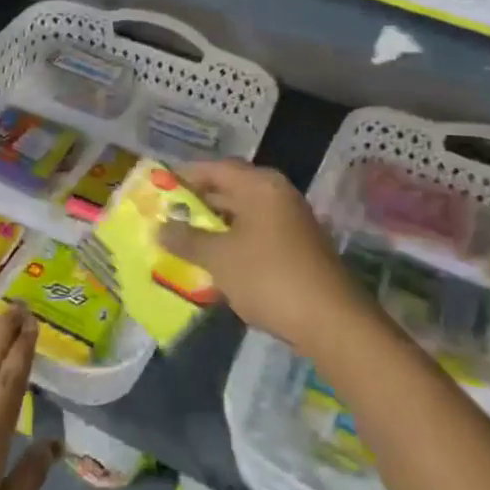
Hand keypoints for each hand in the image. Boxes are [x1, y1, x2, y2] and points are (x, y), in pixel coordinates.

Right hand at [158, 159, 368, 355]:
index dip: (185, 175)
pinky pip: (256, 232)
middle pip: (230, 188)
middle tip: (166, 214)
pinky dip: (234, 240)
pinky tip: (215, 260)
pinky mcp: (297, 246)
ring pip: (243, 213)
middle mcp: (277, 194)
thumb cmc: (269, 277)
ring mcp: (291, 220)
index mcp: (260, 186)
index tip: (158, 186)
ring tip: (184, 239)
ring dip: (215, 225)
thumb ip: (187, 240)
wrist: (331, 321)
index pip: (215, 168)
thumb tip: (159, 228)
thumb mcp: (220, 259)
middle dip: (198, 202)